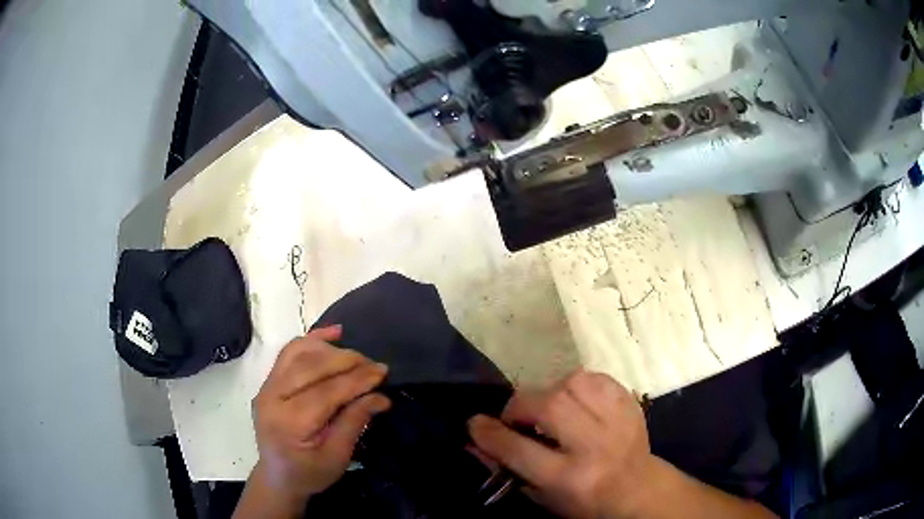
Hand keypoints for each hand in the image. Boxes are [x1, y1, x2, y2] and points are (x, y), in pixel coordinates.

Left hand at [251, 326, 390, 505]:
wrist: (278, 477)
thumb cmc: (310, 473)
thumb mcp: (337, 457)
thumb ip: (354, 422)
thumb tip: (380, 397)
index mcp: (289, 423)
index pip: (325, 392)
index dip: (356, 380)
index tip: (382, 373)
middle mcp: (272, 398)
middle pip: (310, 367)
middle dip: (347, 361)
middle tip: (375, 365)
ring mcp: (267, 387)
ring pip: (298, 353)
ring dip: (330, 349)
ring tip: (357, 356)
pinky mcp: (268, 382)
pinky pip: (289, 353)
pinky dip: (312, 340)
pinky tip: (334, 332)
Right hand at [468, 370, 652, 518]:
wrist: (637, 489)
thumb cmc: (583, 501)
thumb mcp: (541, 496)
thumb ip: (505, 466)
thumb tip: (472, 439)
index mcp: (570, 478)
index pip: (519, 449)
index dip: (490, 433)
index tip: (475, 423)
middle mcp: (594, 446)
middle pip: (548, 407)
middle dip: (520, 406)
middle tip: (516, 418)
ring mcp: (616, 420)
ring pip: (572, 383)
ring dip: (549, 391)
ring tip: (548, 408)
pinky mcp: (629, 403)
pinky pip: (595, 377)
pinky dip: (576, 384)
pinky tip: (574, 401)